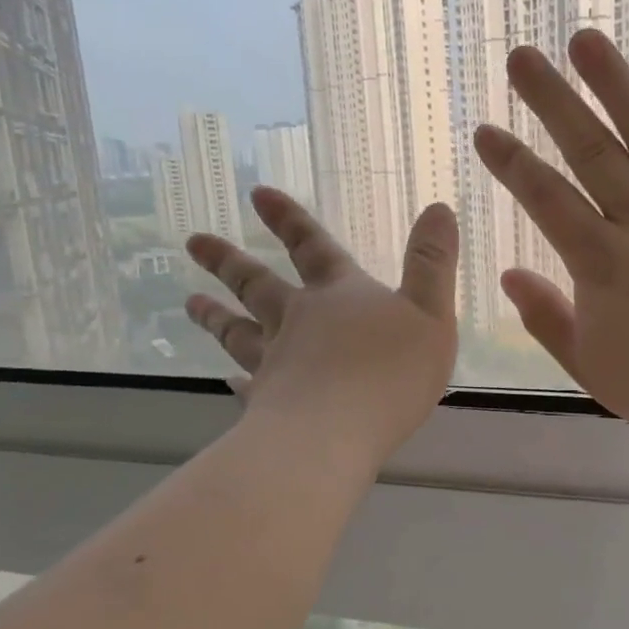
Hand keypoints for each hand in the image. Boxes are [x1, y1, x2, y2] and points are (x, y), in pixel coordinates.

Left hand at [184, 188, 458, 459]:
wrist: (335, 433)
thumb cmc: (390, 372)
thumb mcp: (431, 313)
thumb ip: (432, 263)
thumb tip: (439, 208)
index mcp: (339, 296)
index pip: (313, 248)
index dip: (290, 220)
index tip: (257, 194)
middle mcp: (298, 321)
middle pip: (258, 286)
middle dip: (229, 262)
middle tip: (194, 243)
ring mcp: (276, 363)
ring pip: (239, 332)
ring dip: (216, 316)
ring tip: (189, 303)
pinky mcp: (266, 404)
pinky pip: (247, 387)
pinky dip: (235, 381)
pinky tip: (225, 381)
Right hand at [473, 29, 628, 456]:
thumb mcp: (595, 370)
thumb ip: (549, 320)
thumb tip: (508, 275)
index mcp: (604, 264)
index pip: (546, 199)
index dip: (513, 163)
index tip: (486, 131)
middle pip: (591, 152)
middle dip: (551, 102)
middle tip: (520, 56)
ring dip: (616, 84)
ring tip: (585, 38)